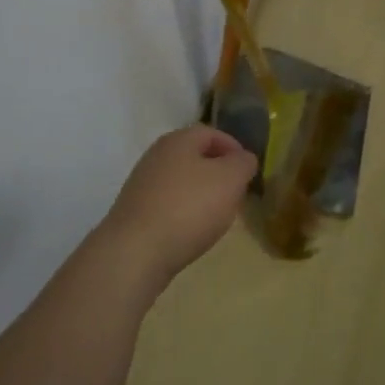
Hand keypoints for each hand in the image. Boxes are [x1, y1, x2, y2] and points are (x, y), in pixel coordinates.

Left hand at [99, 124, 257, 287]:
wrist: (135, 252)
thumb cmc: (189, 207)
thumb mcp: (230, 179)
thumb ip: (242, 163)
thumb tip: (244, 158)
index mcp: (178, 140)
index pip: (211, 132)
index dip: (233, 147)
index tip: (249, 170)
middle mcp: (156, 156)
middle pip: (194, 156)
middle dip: (218, 172)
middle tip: (236, 192)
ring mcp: (142, 184)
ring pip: (181, 181)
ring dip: (202, 193)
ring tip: (218, 215)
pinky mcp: (136, 212)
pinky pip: (168, 204)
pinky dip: (185, 212)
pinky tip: (193, 231)